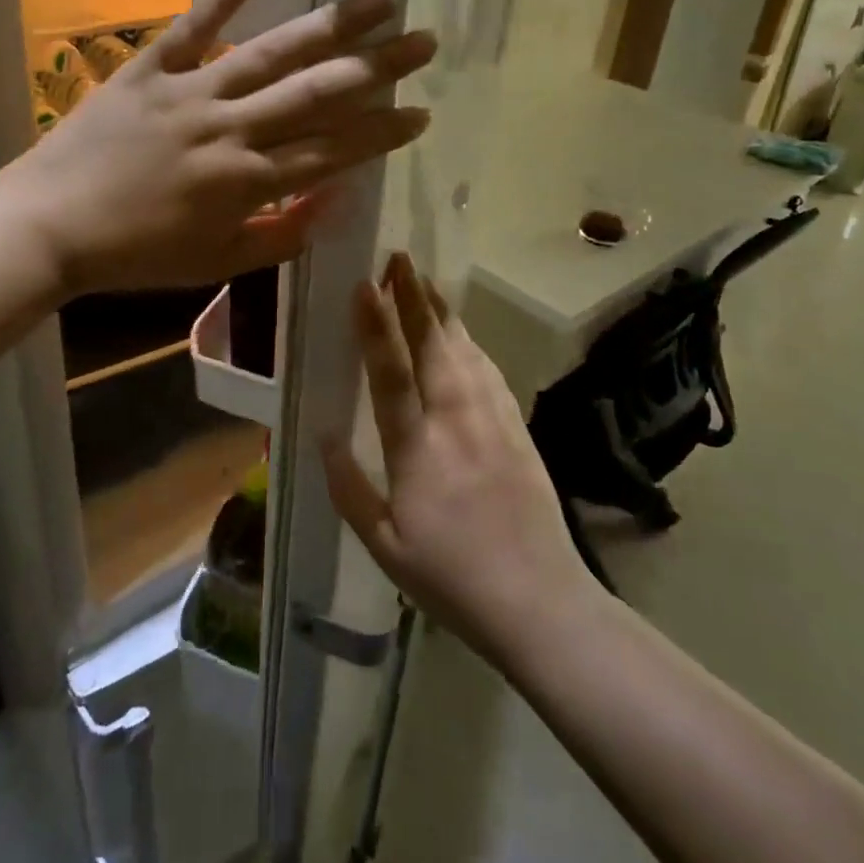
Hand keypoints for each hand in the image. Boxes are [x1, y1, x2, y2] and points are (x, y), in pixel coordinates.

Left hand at [14, 0, 436, 293]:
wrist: (50, 226)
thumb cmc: (137, 254)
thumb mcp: (217, 263)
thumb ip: (282, 235)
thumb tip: (338, 199)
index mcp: (248, 182)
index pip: (334, 150)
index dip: (382, 132)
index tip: (422, 112)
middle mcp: (231, 128)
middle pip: (318, 93)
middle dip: (378, 68)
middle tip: (425, 42)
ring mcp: (191, 91)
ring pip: (273, 52)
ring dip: (331, 25)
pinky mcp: (151, 66)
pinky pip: (198, 23)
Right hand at [323, 254, 596, 663]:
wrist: (541, 603)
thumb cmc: (451, 578)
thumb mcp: (383, 544)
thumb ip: (348, 487)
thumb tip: (322, 434)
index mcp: (418, 449)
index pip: (391, 373)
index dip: (376, 325)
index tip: (365, 284)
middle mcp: (457, 422)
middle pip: (433, 345)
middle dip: (413, 298)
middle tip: (398, 259)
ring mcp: (493, 421)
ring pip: (464, 351)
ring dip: (442, 312)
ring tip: (424, 282)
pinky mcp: (518, 429)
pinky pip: (489, 371)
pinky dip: (470, 342)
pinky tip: (462, 333)